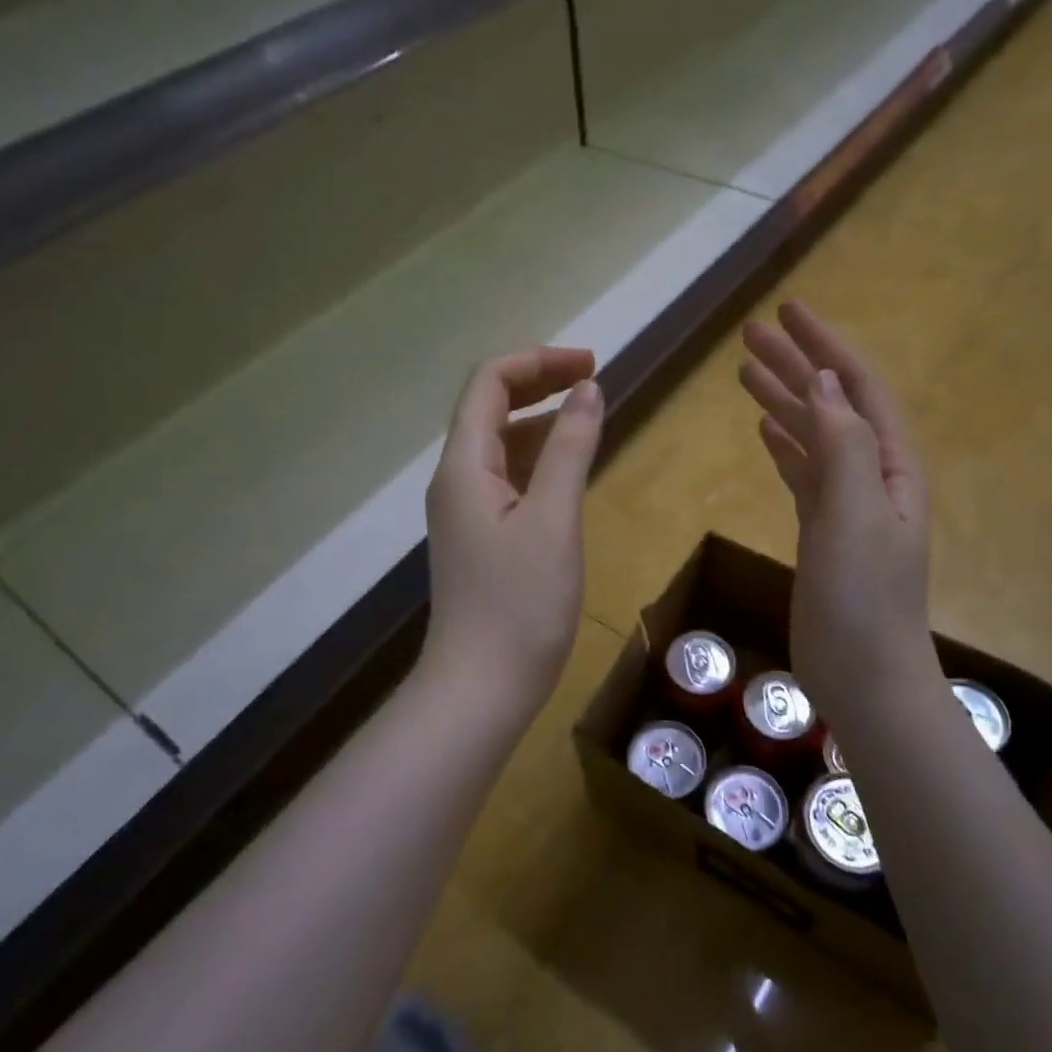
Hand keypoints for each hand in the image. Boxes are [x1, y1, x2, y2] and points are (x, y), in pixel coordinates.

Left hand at [423, 348, 604, 720]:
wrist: (481, 689)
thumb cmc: (520, 605)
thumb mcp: (554, 519)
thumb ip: (571, 449)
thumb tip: (589, 389)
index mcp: (464, 466)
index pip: (489, 384)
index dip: (538, 362)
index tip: (591, 366)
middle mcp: (456, 480)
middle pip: (490, 408)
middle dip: (540, 384)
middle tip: (594, 381)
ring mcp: (466, 511)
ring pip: (501, 445)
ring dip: (541, 421)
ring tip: (590, 416)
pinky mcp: (481, 538)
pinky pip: (508, 479)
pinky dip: (539, 460)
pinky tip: (569, 470)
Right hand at [739, 303, 932, 709]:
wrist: (863, 675)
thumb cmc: (864, 598)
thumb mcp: (856, 514)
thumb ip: (842, 445)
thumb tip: (824, 380)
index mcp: (890, 466)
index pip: (857, 388)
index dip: (825, 347)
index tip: (788, 311)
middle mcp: (872, 476)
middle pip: (831, 405)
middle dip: (795, 365)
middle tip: (750, 334)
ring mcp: (846, 505)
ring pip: (812, 436)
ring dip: (782, 400)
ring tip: (745, 370)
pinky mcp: (822, 531)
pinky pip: (802, 473)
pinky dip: (784, 446)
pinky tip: (764, 430)